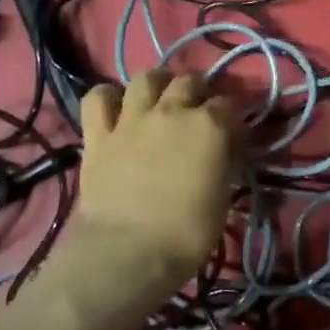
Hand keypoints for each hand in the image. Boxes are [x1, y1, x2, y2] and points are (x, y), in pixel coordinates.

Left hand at [70, 70, 238, 301]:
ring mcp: (132, 118)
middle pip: (189, 81)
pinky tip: (115, 108)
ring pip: (146, 78)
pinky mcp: (98, 134)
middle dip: (198, 91)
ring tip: (159, 99)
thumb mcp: (223, 197)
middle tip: (198, 111)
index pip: (229, 104)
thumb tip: (226, 146)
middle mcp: (172, 110)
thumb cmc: (186, 233)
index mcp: (210, 126)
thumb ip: (225, 161)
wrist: (127, 252)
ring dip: (157, 84)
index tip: (232, 132)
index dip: (232, 116)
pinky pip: (97, 98)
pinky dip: (108, 98)